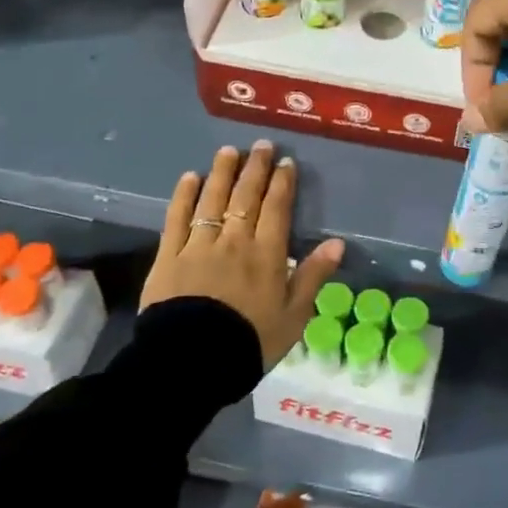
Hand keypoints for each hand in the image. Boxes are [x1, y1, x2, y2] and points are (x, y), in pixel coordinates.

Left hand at [142, 140, 344, 366]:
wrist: (193, 361)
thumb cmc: (250, 342)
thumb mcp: (294, 316)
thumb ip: (314, 276)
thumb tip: (337, 243)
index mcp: (267, 254)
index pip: (277, 208)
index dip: (282, 182)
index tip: (285, 162)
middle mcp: (235, 241)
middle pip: (246, 196)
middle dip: (255, 168)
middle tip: (261, 145)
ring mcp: (199, 245)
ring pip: (213, 199)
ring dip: (222, 173)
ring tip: (228, 151)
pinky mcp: (170, 256)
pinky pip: (178, 218)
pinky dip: (184, 195)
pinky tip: (190, 177)